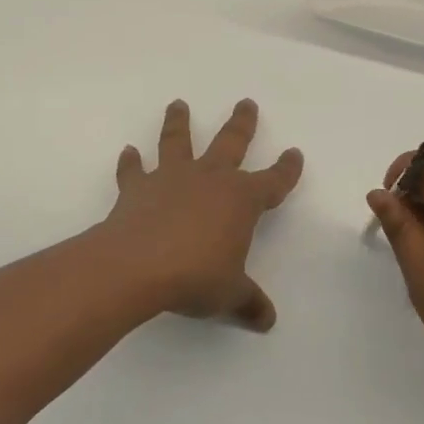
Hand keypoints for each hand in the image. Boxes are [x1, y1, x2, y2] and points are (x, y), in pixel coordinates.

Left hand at [104, 99, 303, 331]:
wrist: (137, 266)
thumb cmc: (195, 276)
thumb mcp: (230, 294)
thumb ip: (249, 303)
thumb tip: (267, 320)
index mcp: (241, 200)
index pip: (273, 180)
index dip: (286, 169)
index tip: (294, 153)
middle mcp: (209, 179)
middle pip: (231, 142)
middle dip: (241, 123)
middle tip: (246, 102)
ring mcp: (171, 178)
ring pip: (178, 142)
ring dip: (179, 122)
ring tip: (178, 104)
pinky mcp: (137, 188)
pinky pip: (134, 171)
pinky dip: (130, 162)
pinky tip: (128, 153)